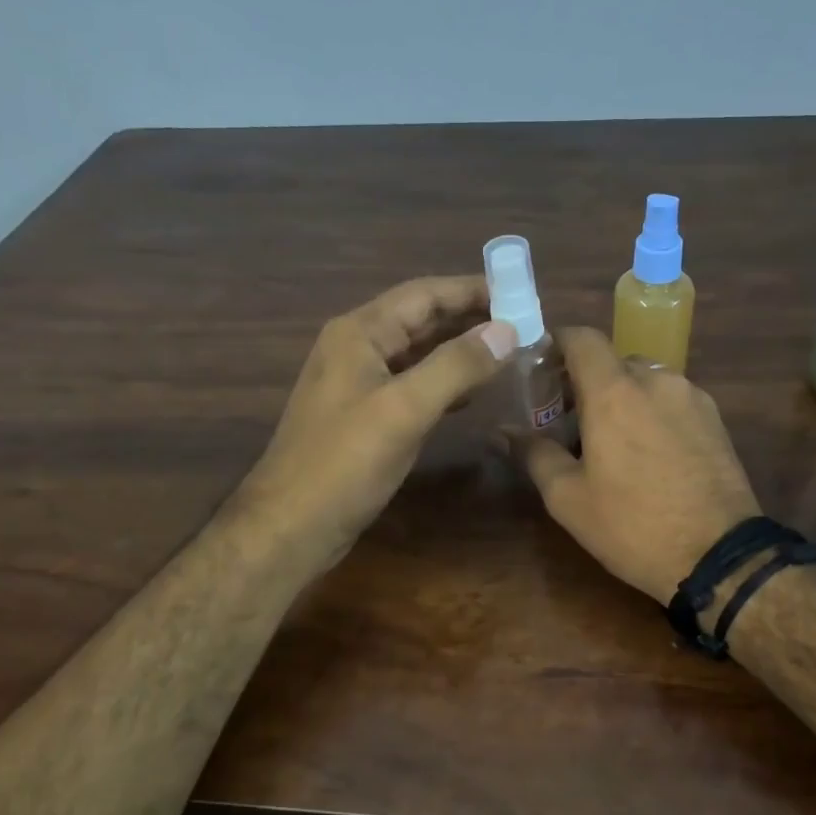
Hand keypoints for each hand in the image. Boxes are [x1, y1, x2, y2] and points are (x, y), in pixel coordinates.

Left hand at [239, 276, 516, 570]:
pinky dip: (445, 384)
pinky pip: (412, 386)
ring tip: (508, 352)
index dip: (472, 289)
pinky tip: (472, 394)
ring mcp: (359, 385)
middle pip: (421, 320)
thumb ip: (456, 366)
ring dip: (461, 351)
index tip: (520, 291)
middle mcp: (357, 349)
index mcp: (360, 333)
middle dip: (470, 318)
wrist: (292, 525)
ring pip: (419, 354)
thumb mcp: (404, 409)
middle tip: (523, 322)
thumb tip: (507, 330)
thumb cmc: (344, 463)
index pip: (424, 294)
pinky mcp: (365, 417)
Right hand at [505, 327, 759, 602]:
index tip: (541, 370)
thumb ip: (534, 454)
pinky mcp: (716, 420)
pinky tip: (649, 456)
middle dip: (587, 382)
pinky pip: (672, 401)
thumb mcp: (569, 498)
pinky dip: (652, 413)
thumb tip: (501, 431)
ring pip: (646, 381)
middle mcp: (657, 380)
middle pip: (613, 361)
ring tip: (611, 443)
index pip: (582, 338)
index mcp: (615, 392)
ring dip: (622, 399)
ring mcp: (693, 398)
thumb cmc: (633, 526)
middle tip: (569, 422)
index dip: (557, 344)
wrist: (720, 556)